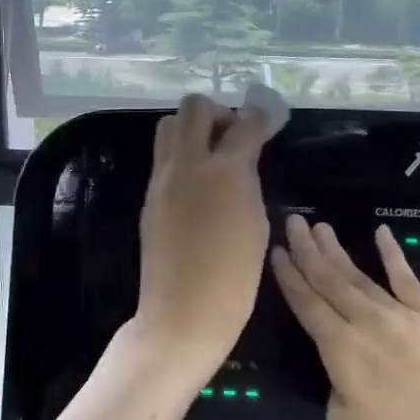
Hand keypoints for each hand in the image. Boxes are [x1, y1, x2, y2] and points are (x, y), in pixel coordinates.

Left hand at [135, 94, 270, 372]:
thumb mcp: (255, 223)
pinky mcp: (149, 197)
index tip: (270, 117)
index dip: (261, 116)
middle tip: (234, 136)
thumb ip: (246, 182)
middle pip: (195, 108)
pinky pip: (163, 158)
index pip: (245, 124)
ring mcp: (162, 179)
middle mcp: (187, 164)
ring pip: (169, 126)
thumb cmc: (234, 277)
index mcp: (224, 171)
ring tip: (212, 157)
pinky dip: (182, 156)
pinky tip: (198, 184)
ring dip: (193, 130)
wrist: (183, 312)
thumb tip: (239, 164)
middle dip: (219, 113)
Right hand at [271, 216, 419, 419]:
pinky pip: (408, 280)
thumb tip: (345, 369)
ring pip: (361, 276)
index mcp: (341, 349)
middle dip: (308, 250)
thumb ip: (336, 387)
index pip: (307, 305)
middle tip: (293, 221)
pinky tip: (382, 233)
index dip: (289, 278)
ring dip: (338, 251)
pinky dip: (393, 255)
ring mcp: (403, 317)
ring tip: (320, 227)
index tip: (276, 251)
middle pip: (330, 280)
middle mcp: (367, 323)